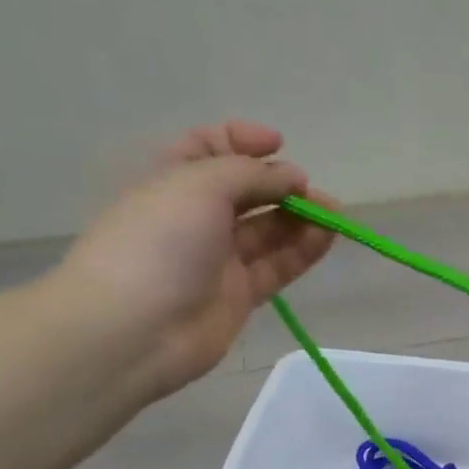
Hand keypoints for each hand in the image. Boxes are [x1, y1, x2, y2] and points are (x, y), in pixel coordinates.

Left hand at [54, 121, 336, 397]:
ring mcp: (219, 259)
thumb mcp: (199, 185)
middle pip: (246, 192)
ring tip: (333, 214)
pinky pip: (279, 265)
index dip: (241, 141)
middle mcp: (195, 218)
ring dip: (301, 218)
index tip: (278, 144)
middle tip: (312, 191)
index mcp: (171, 182)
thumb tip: (292, 177)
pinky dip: (304, 250)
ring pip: (268, 230)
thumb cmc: (157, 242)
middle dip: (281, 185)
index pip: (208, 150)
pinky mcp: (241, 295)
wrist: (135, 328)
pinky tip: (327, 237)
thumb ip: (251, 174)